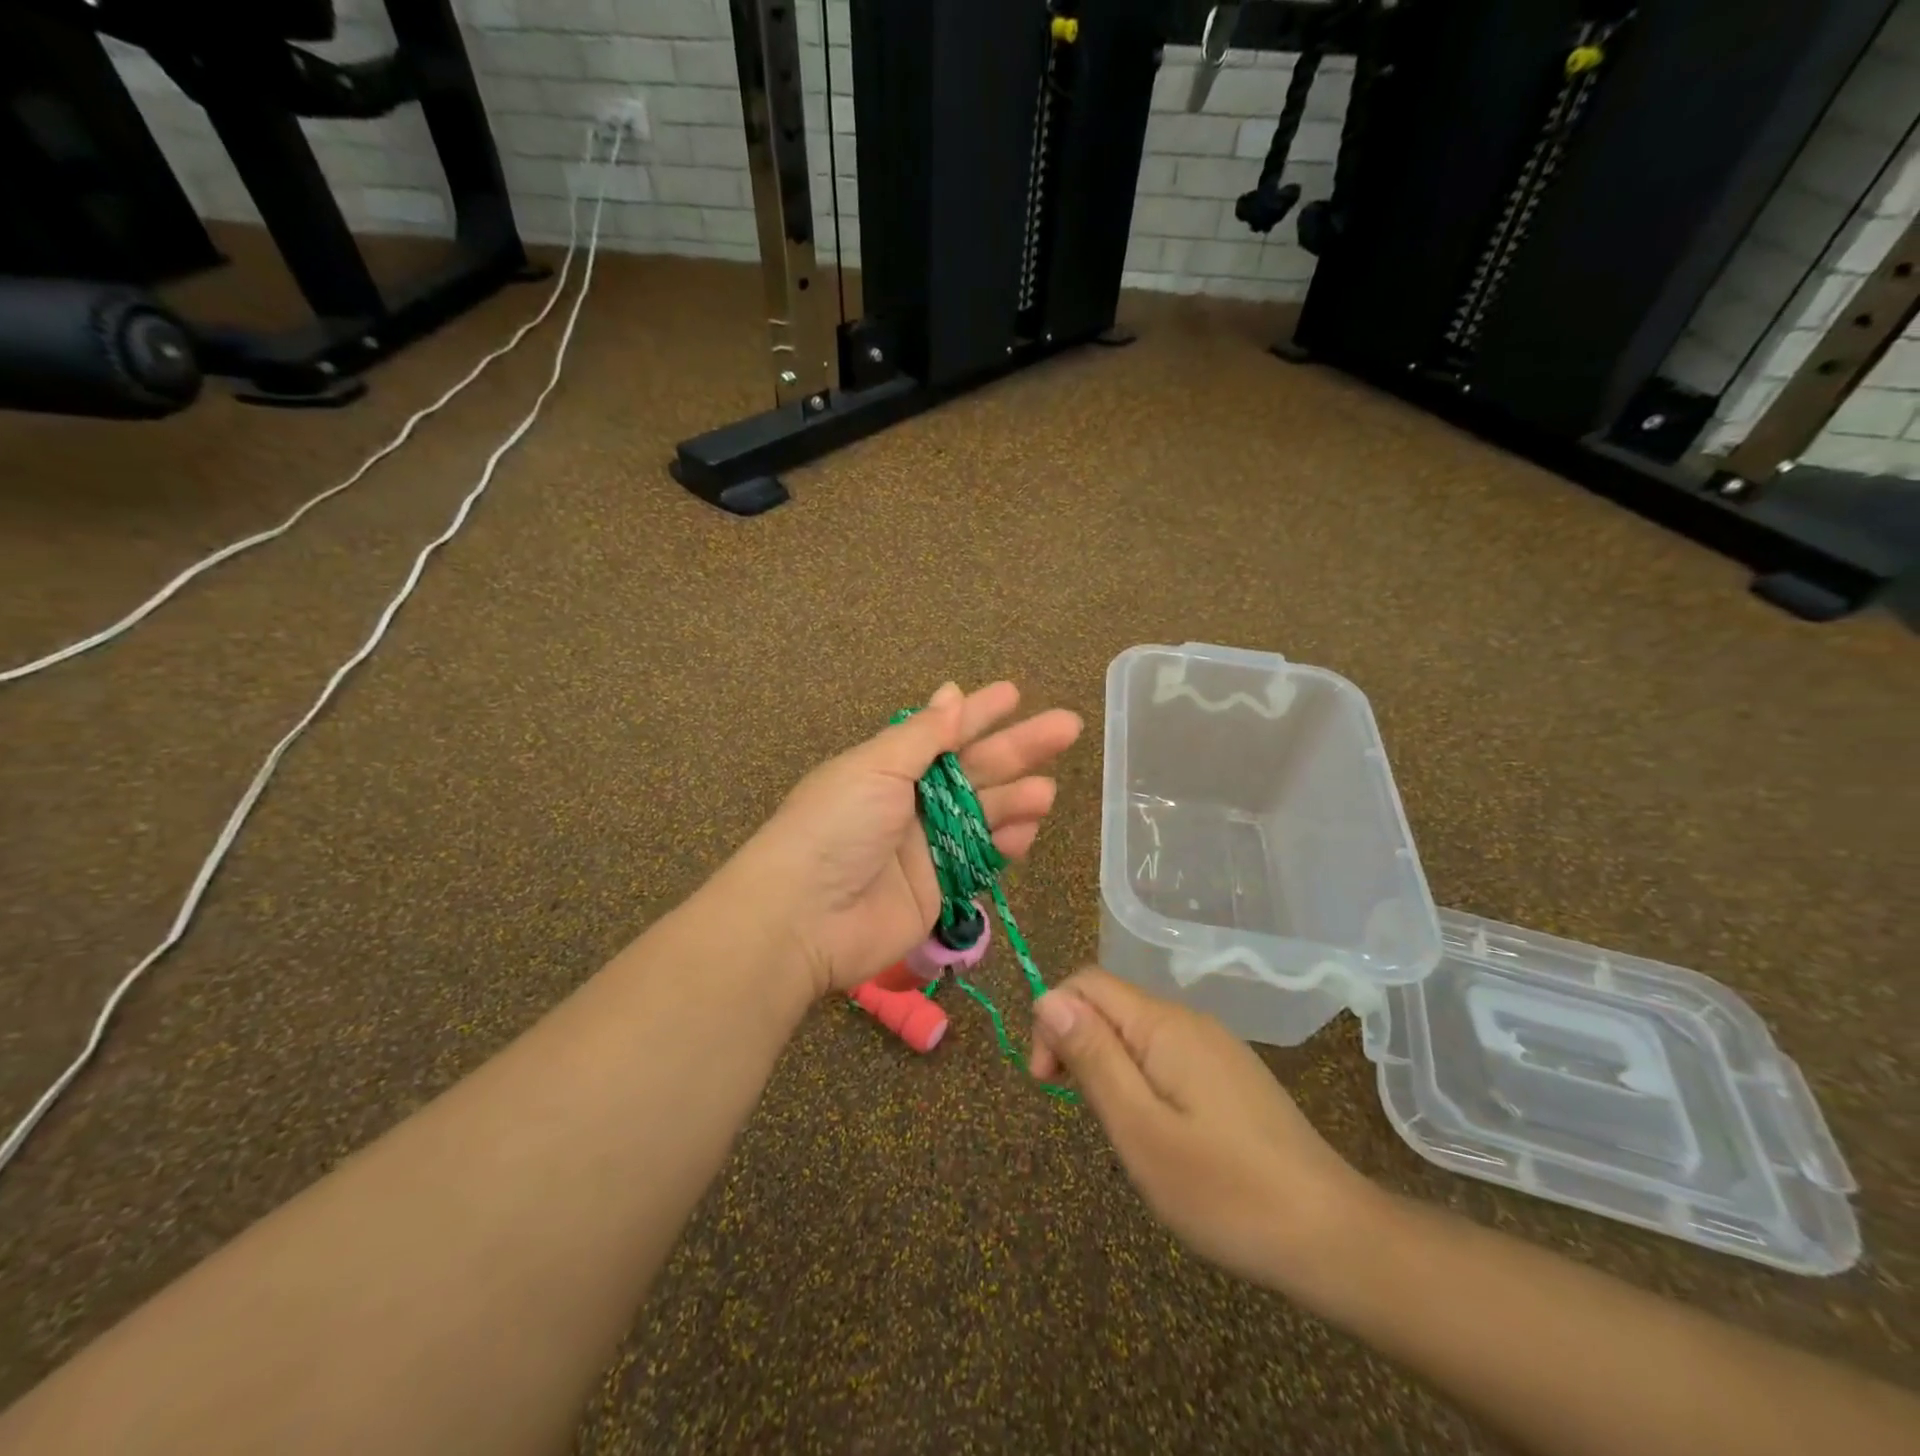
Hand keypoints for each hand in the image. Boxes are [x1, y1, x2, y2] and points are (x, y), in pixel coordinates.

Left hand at [727, 682, 1080, 997]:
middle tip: (1067, 727)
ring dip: (1017, 799)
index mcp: (890, 766)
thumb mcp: (875, 766)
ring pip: (985, 814)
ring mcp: (927, 847)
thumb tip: (951, 692)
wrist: (803, 918)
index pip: (945, 731)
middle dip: (1020, 748)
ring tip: (1047, 791)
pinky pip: (982, 859)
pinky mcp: (940, 889)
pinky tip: (1030, 830)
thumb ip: (922, 735)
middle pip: (976, 769)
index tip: (1014, 693)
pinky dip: (1006, 844)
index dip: (979, 712)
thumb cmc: (836, 827)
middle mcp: (912, 801)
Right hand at [1030, 970, 1380, 1289]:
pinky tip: (1158, 1133)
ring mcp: (1215, 1047)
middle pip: (1111, 1005)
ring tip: (1121, 1132)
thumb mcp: (1141, 1130)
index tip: (1047, 1082)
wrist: (1334, 1238)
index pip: (1086, 984)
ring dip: (1108, 1067)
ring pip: (1136, 1033)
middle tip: (1083, 1115)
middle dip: (1078, 1045)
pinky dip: (1140, 1081)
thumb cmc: (1226, 1190)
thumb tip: (1048, 998)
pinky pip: (1165, 1056)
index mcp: (1164, 1024)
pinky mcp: (1230, 1075)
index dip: (1053, 1020)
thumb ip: (1093, 1058)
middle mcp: (1189, 1021)